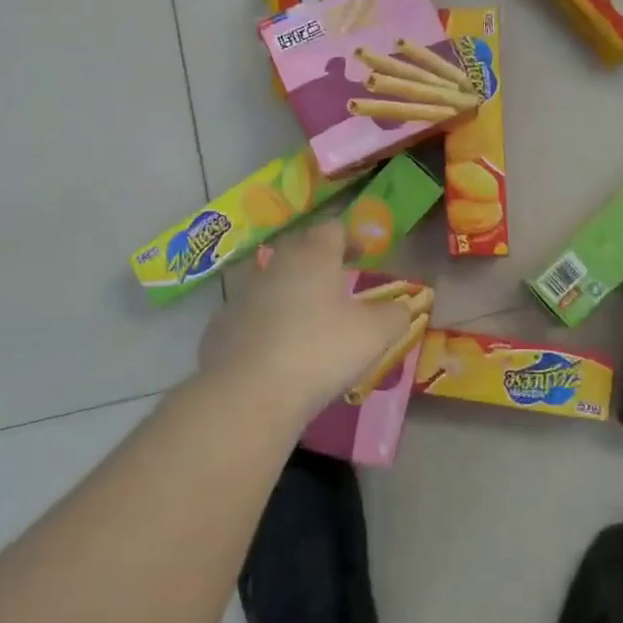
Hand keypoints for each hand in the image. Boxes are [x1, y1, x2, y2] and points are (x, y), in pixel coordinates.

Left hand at [197, 219, 413, 417]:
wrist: (248, 394)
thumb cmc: (320, 352)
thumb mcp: (374, 335)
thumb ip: (394, 315)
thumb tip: (402, 307)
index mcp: (314, 257)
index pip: (331, 228)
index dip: (348, 237)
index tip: (361, 255)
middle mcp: (276, 266)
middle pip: (298, 248)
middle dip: (317, 259)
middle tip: (335, 281)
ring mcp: (243, 295)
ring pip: (271, 281)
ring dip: (289, 291)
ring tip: (307, 319)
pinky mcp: (220, 327)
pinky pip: (249, 315)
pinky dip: (264, 323)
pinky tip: (275, 350)